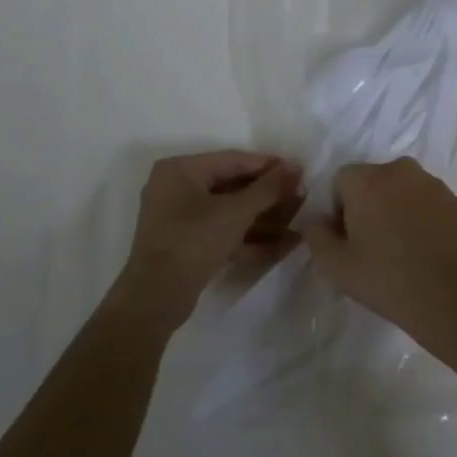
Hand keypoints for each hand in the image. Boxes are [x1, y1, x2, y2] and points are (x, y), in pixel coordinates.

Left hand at [113, 151, 301, 327]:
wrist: (156, 297)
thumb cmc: (193, 242)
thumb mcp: (235, 212)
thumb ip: (268, 188)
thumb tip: (295, 167)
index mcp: (180, 169)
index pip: (233, 159)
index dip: (269, 165)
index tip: (299, 172)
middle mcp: (175, 187)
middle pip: (231, 184)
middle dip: (267, 193)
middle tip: (300, 196)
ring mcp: (179, 216)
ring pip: (228, 209)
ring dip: (261, 215)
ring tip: (296, 218)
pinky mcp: (185, 242)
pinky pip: (221, 229)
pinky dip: (247, 234)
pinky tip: (280, 243)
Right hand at [303, 158, 456, 344]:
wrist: (453, 298)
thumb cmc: (386, 279)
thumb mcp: (334, 265)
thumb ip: (315, 235)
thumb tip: (315, 220)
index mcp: (366, 179)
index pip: (341, 181)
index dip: (338, 209)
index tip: (347, 240)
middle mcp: (401, 171)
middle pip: (374, 181)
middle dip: (369, 205)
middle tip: (372, 245)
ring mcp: (435, 185)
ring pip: (406, 191)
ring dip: (399, 210)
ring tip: (403, 251)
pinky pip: (432, 206)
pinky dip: (426, 220)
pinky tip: (428, 253)